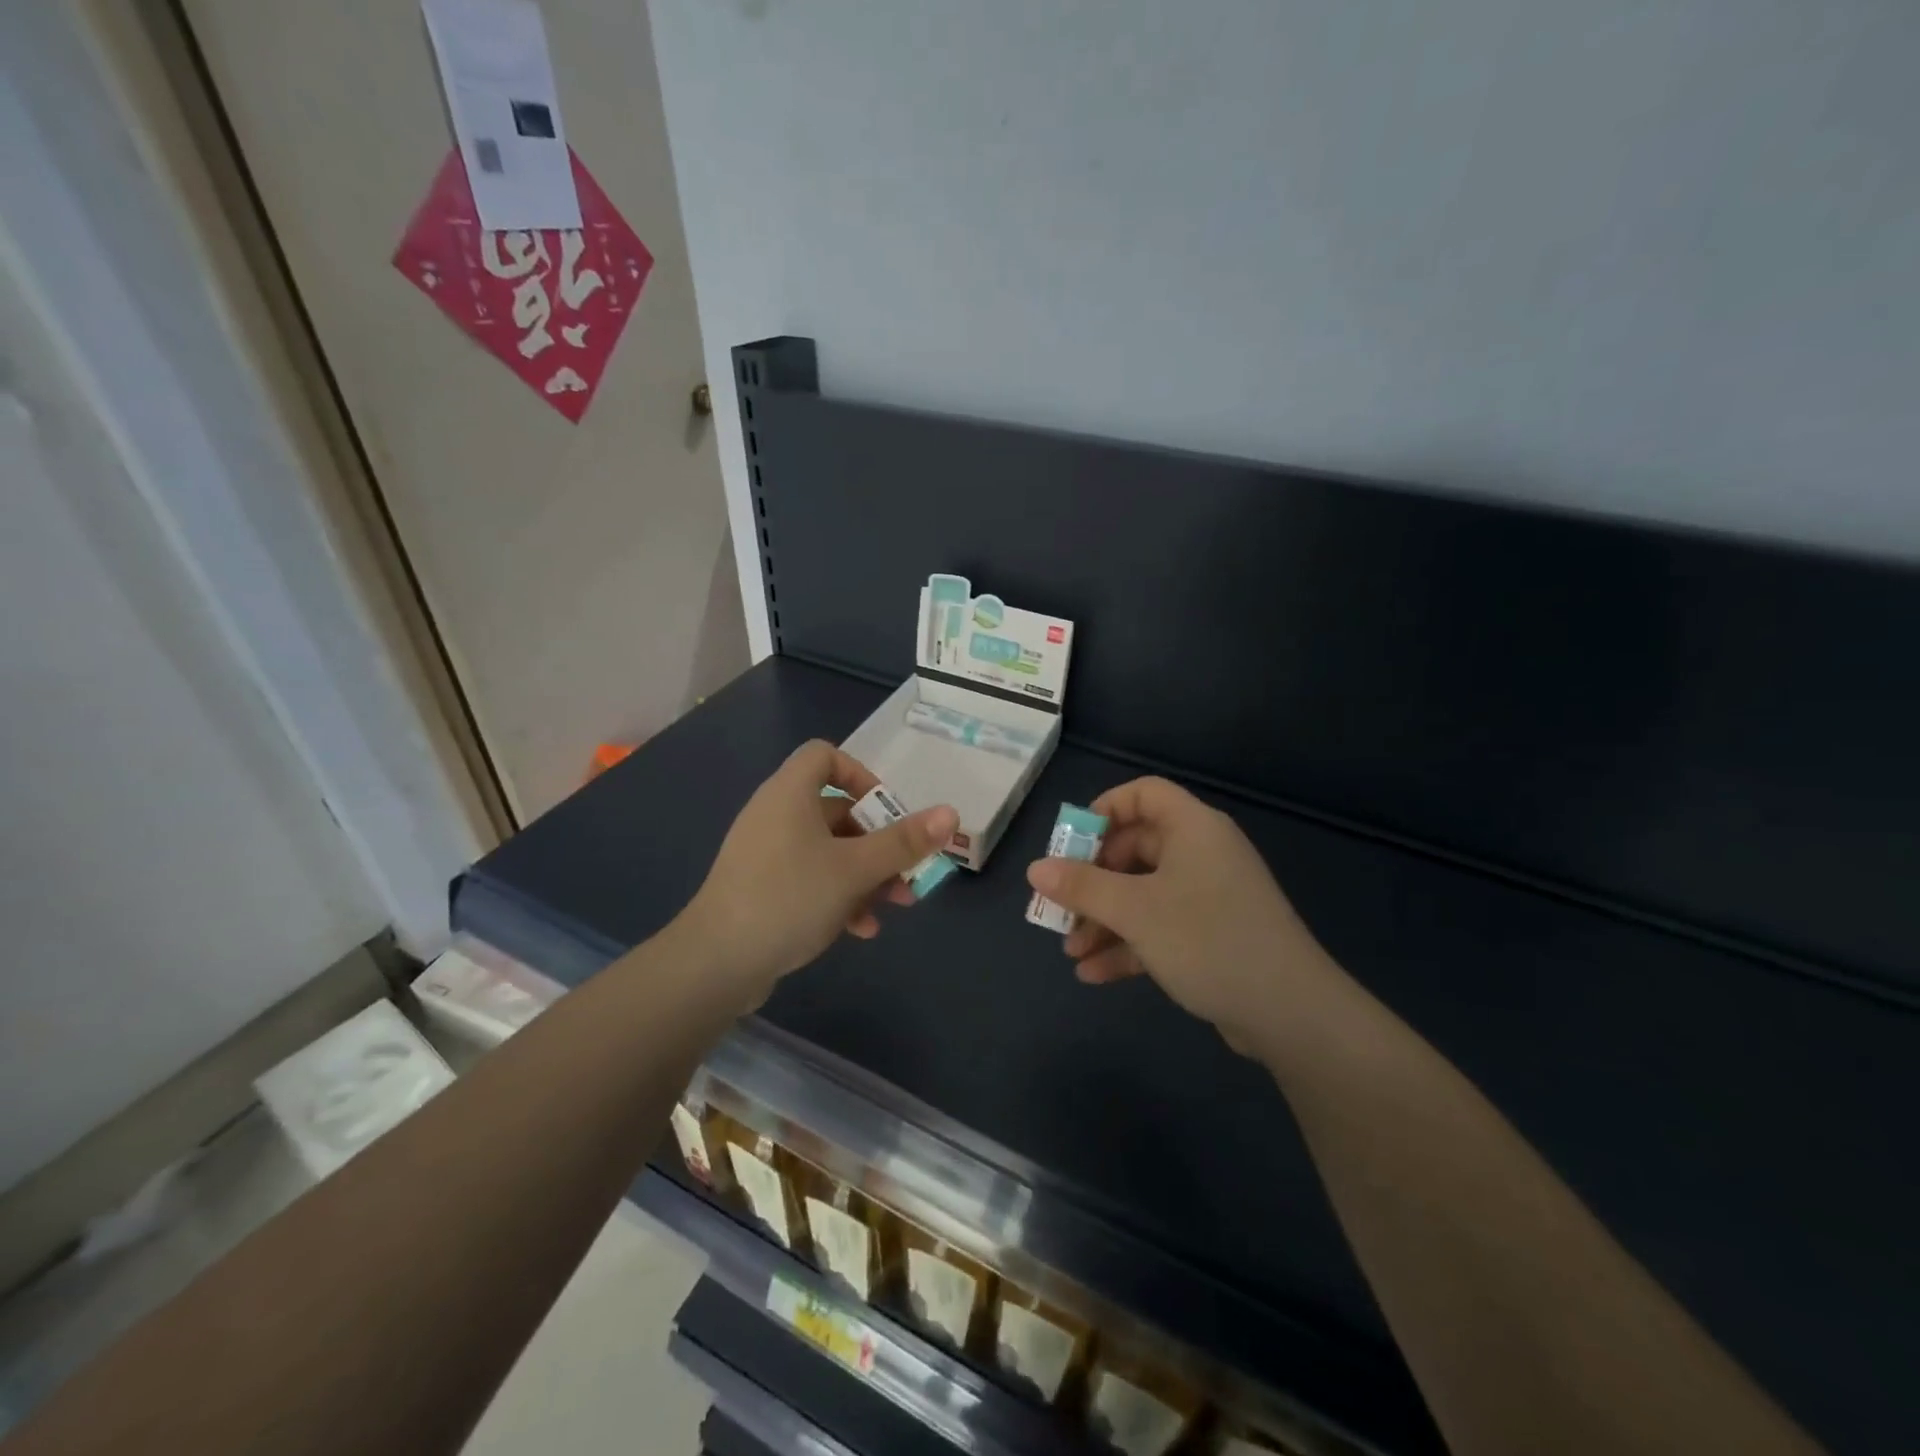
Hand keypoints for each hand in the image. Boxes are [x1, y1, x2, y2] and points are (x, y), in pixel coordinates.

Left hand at [683, 740, 956, 998]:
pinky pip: (809, 878)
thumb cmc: (789, 897)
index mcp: (790, 794)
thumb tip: (950, 813)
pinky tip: (860, 930)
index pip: (824, 755)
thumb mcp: (855, 869)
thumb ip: (904, 842)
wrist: (716, 963)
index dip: (860, 773)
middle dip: (878, 841)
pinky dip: (839, 895)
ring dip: (866, 874)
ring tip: (896, 904)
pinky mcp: (762, 888)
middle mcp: (775, 815)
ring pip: (828, 850)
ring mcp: (766, 854)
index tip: (886, 809)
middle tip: (908, 868)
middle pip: (836, 810)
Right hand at [1025, 777, 1325, 1047]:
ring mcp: (1208, 897)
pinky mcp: (1211, 936)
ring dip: (1104, 920)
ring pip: (1142, 894)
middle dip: (1092, 882)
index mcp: (1192, 828)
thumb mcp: (1135, 910)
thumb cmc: (1207, 940)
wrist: (1290, 1013)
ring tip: (1070, 952)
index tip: (1070, 844)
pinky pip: (1159, 927)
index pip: (1143, 794)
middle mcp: (1201, 854)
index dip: (1104, 810)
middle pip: (1135, 849)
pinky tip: (1094, 975)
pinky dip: (1128, 945)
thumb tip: (1036, 868)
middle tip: (1060, 907)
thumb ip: (1082, 886)